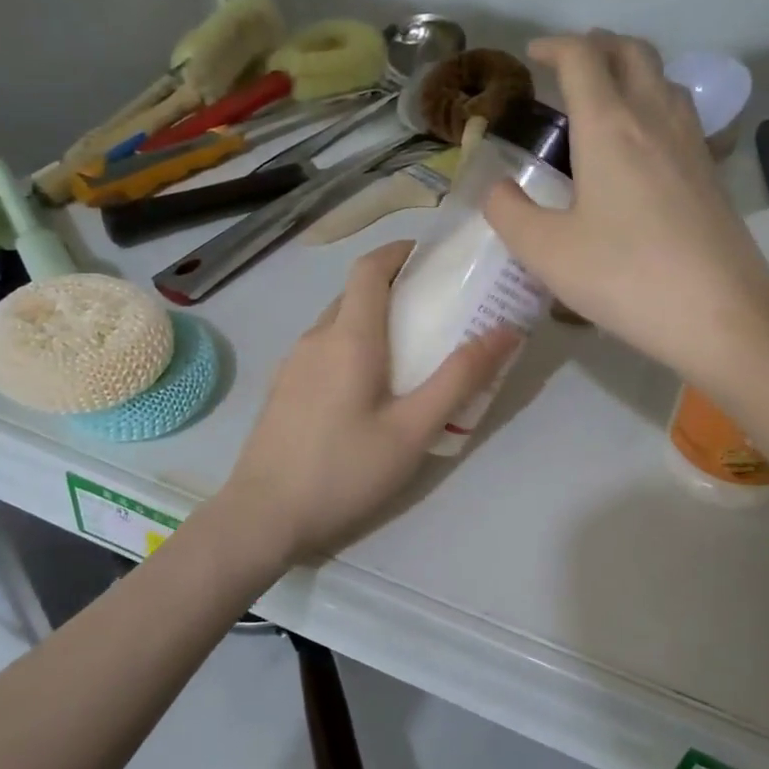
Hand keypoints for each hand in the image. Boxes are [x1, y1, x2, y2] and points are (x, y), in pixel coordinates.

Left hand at [220, 242, 517, 560]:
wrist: (262, 516)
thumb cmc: (344, 470)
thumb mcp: (413, 430)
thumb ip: (460, 378)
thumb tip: (506, 330)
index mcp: (349, 337)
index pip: (369, 268)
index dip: (399, 252)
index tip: (431, 257)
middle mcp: (315, 338)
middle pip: (354, 294)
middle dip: (393, 288)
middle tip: (434, 310)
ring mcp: (292, 364)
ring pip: (336, 323)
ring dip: (371, 320)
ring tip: (407, 352)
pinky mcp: (282, 390)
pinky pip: (322, 350)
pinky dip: (350, 347)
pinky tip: (367, 390)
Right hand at [483, 31, 768, 387]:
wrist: (719, 314)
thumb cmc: (625, 277)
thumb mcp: (547, 252)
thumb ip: (509, 213)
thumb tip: (496, 188)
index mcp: (609, 127)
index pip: (582, 57)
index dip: (554, 46)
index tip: (533, 57)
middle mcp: (654, 119)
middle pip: (631, 52)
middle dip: (597, 46)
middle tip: (569, 66)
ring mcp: (691, 143)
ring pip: (663, 79)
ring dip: (631, 71)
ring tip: (605, 99)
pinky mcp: (711, 172)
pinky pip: (682, 114)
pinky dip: (655, 106)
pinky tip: (644, 145)